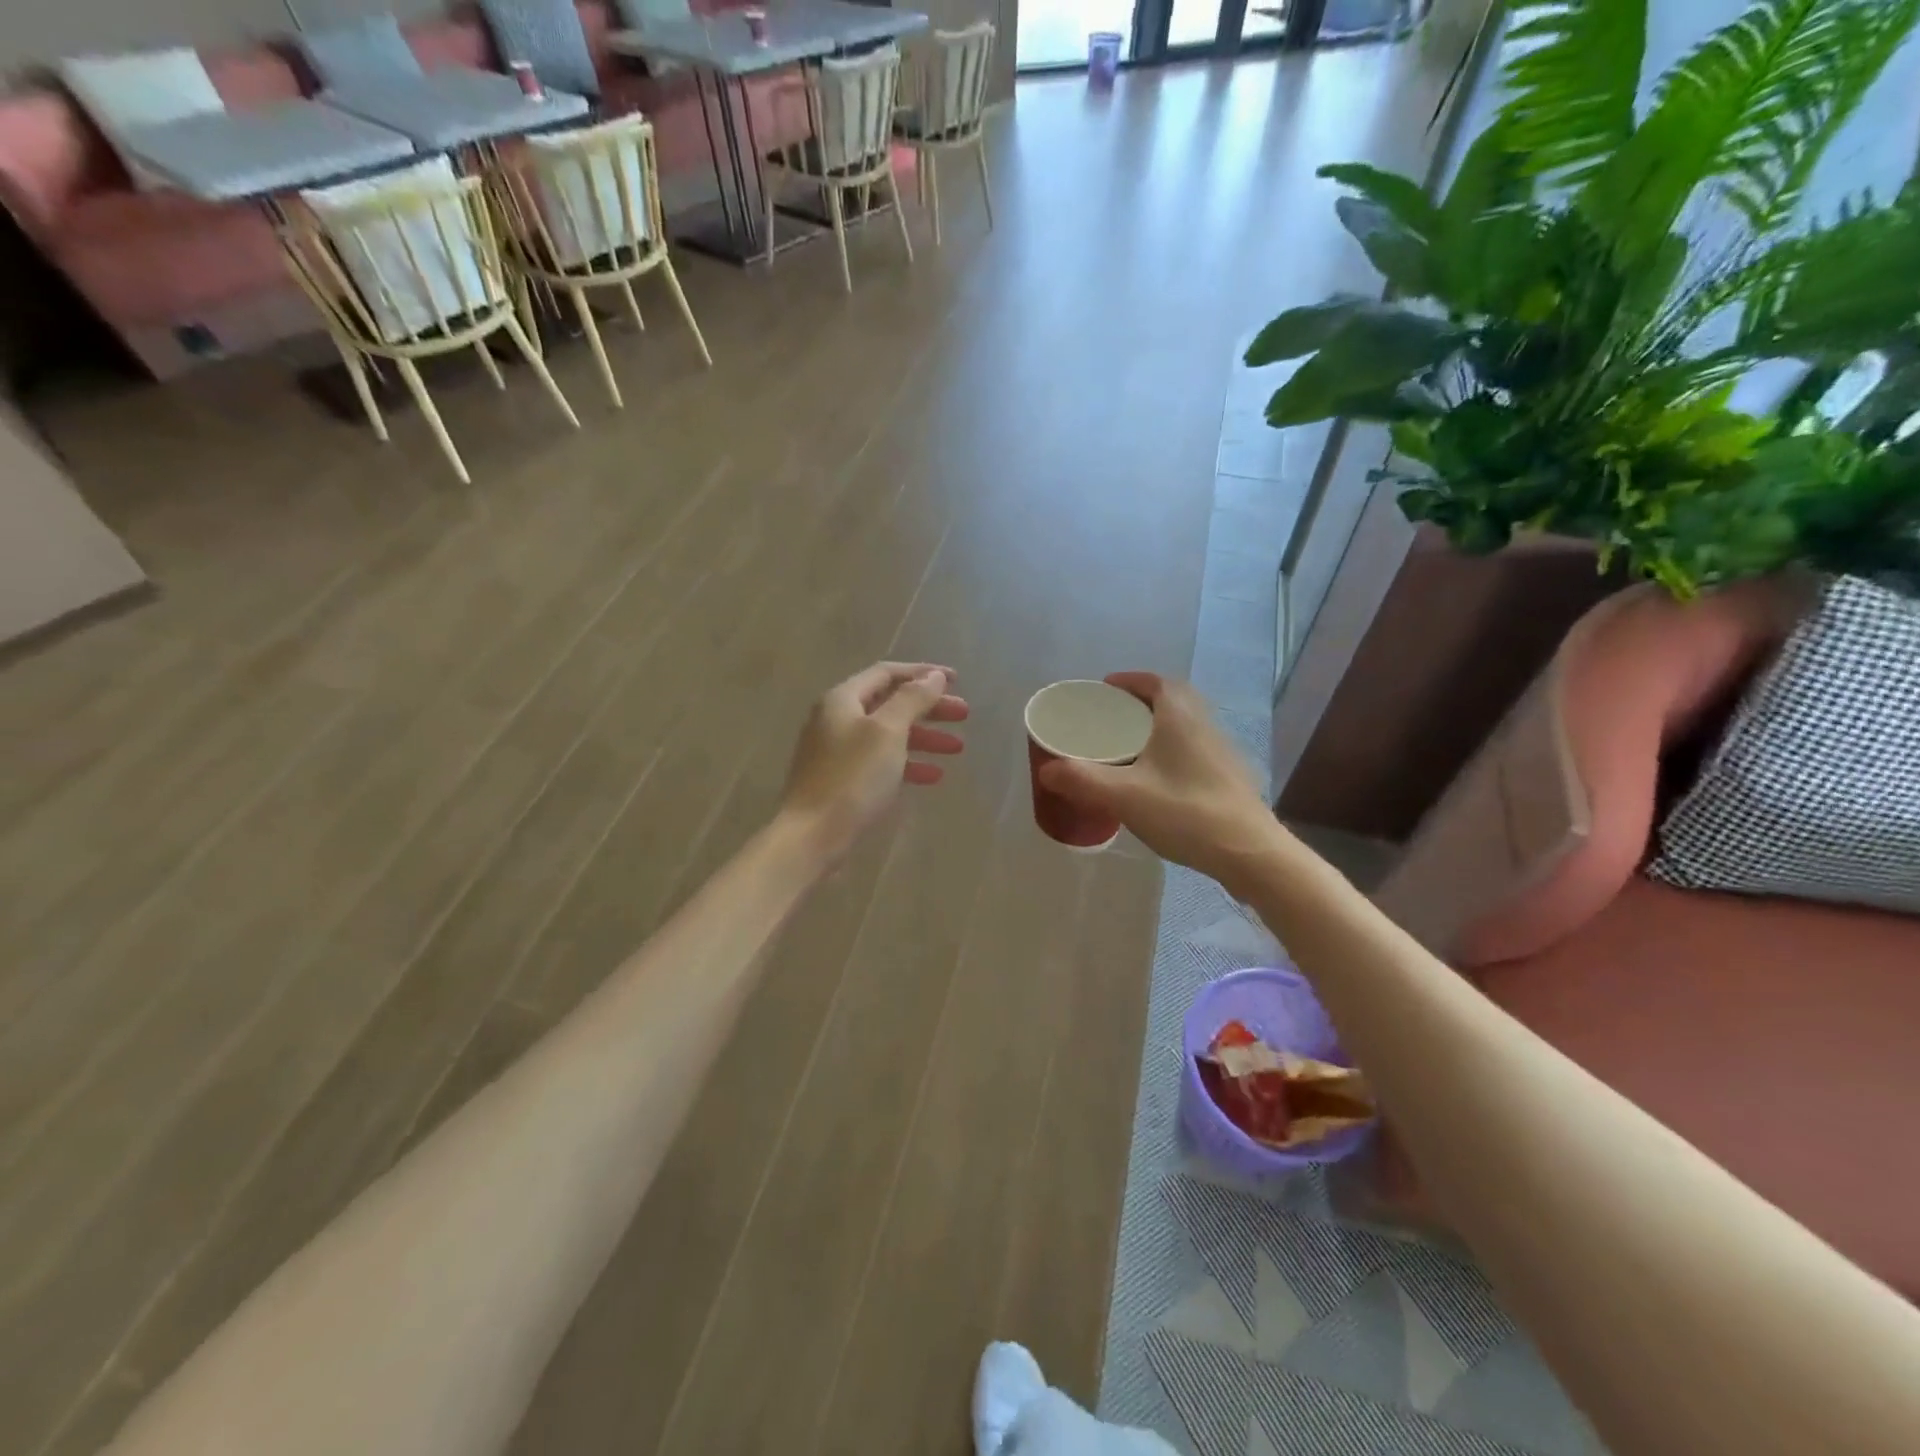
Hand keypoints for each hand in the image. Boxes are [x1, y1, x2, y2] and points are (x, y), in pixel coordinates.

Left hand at [779, 662, 968, 862]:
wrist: (812, 836)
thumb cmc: (852, 778)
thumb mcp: (888, 732)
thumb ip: (912, 699)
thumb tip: (934, 676)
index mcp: (843, 699)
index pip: (887, 673)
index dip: (923, 673)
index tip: (956, 681)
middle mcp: (837, 719)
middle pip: (890, 704)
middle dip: (929, 708)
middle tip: (963, 715)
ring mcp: (837, 752)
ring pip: (888, 735)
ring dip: (924, 737)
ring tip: (957, 747)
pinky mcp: (842, 781)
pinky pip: (881, 763)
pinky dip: (908, 764)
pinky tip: (933, 776)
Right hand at [1036, 672, 1279, 891]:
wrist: (1249, 852)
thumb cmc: (1185, 812)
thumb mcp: (1123, 795)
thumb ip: (1081, 779)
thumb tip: (1047, 769)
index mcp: (1179, 716)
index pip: (1154, 682)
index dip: (1129, 680)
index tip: (1104, 689)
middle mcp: (1203, 724)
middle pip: (1170, 700)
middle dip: (1139, 703)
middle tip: (1110, 719)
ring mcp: (1220, 751)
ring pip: (1183, 726)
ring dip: (1156, 727)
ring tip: (1127, 747)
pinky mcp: (1227, 777)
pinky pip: (1191, 749)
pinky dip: (1169, 751)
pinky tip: (1154, 779)